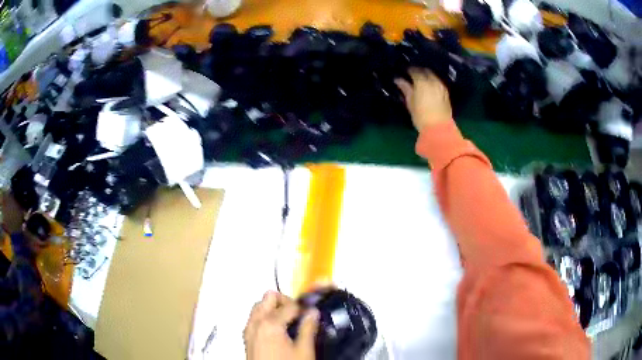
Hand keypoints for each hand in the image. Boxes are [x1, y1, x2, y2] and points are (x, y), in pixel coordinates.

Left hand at [244, 291, 318, 359]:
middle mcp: (255, 323)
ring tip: (289, 322)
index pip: (289, 304)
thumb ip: (308, 328)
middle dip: (284, 301)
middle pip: (268, 298)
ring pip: (259, 307)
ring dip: (273, 309)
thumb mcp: (304, 350)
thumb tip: (313, 313)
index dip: (303, 307)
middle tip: (298, 313)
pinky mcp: (247, 338)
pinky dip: (265, 318)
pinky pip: (254, 319)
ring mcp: (249, 330)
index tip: (311, 314)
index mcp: (270, 323)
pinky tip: (278, 330)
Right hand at [395, 68, 451, 130]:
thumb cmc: (421, 116)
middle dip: (419, 71)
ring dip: (427, 76)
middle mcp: (433, 82)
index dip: (409, 70)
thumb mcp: (410, 102)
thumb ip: (405, 88)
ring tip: (422, 80)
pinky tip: (430, 87)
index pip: (414, 71)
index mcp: (422, 82)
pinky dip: (433, 82)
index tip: (405, 72)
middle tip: (413, 75)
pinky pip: (438, 83)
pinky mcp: (446, 94)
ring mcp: (441, 87)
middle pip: (425, 71)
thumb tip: (398, 79)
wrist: (439, 128)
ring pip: (433, 76)